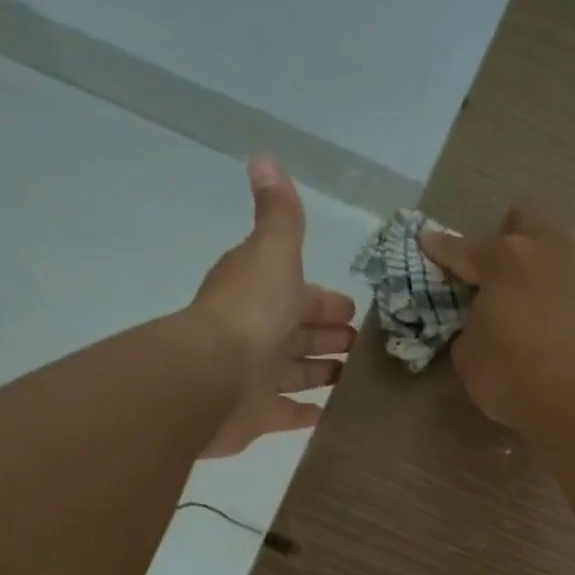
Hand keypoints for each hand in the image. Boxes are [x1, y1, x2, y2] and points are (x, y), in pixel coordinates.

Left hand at [191, 157, 356, 457]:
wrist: (212, 376)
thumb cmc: (250, 312)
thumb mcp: (272, 253)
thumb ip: (279, 215)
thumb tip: (265, 159)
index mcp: (263, 295)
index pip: (300, 294)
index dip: (325, 301)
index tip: (354, 311)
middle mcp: (258, 334)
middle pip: (300, 334)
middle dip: (328, 336)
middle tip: (362, 347)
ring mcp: (256, 377)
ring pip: (296, 373)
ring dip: (321, 373)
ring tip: (356, 378)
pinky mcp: (257, 416)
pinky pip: (287, 414)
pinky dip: (307, 413)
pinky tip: (331, 414)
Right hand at [419, 206, 574, 431]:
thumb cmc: (513, 375)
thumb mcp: (469, 357)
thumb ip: (471, 329)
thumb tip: (484, 324)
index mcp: (503, 260)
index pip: (463, 250)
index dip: (441, 248)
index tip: (427, 240)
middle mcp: (545, 252)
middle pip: (525, 222)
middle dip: (506, 234)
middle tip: (493, 265)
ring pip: (555, 248)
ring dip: (537, 262)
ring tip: (524, 293)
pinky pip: (572, 282)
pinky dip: (558, 293)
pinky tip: (550, 318)